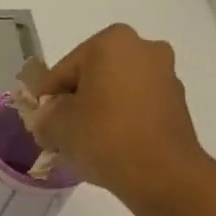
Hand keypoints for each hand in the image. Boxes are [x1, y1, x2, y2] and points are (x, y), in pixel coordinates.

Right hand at [30, 24, 210, 204]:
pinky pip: (136, 107)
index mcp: (111, 42)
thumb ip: (45, 116)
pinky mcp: (177, 102)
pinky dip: (120, 121)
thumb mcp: (56, 127)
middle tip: (59, 133)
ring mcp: (165, 75)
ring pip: (116, 92)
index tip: (38, 123)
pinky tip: (109, 147)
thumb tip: (49, 120)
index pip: (62, 70)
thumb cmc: (103, 137)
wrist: (161, 173)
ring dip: (98, 111)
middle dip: (75, 103)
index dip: (45, 99)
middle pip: (92, 77)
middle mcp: (143, 48)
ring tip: (84, 143)